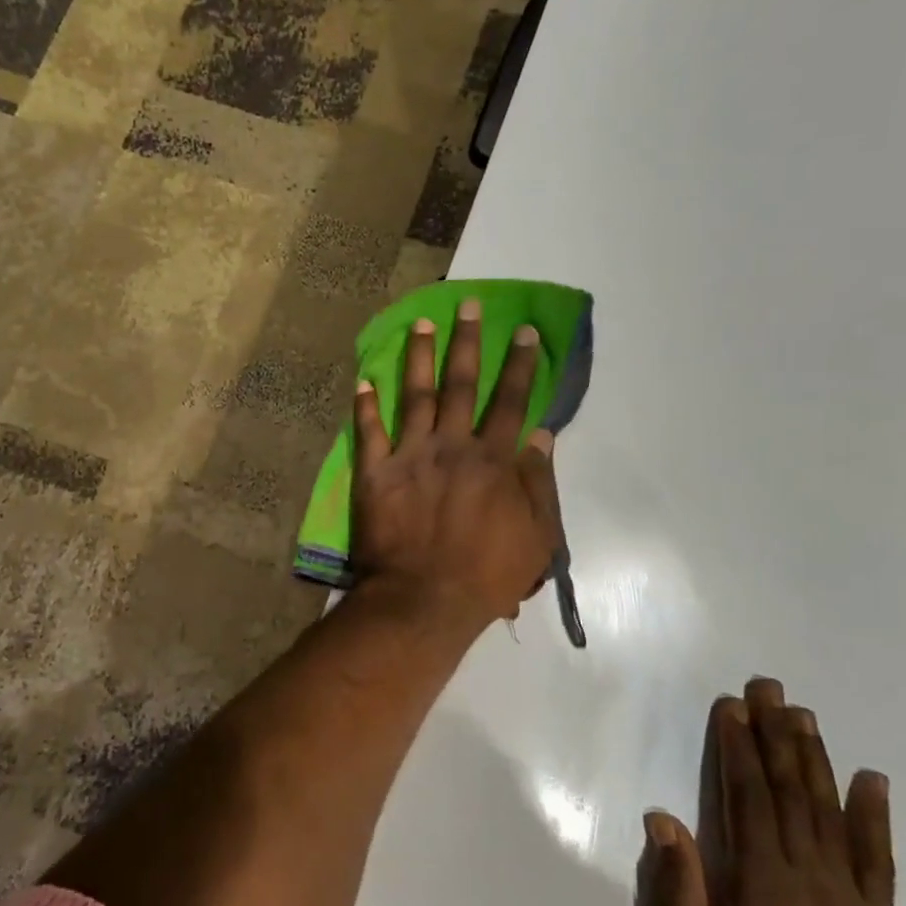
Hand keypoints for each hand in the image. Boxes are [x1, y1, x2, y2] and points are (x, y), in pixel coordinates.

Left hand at [350, 299, 560, 630]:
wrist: (424, 600)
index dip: (518, 365)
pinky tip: (364, 379)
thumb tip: (541, 434)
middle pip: (462, 385)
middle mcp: (452, 446)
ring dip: (418, 356)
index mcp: (493, 460)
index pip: (510, 401)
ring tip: (421, 322)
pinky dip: (365, 405)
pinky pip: (368, 431)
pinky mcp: (375, 473)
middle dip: (468, 342)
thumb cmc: (487, 575)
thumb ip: (539, 482)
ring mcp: (410, 456)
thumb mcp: (536, 536)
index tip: (523, 331)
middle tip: (469, 305)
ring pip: (415, 395)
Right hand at [644, 678, 896, 905]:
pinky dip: (875, 816)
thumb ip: (678, 890)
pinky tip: (873, 779)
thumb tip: (664, 818)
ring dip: (815, 758)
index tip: (732, 706)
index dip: (738, 747)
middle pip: (789, 791)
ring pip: (829, 812)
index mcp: (761, 882)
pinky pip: (878, 858)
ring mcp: (848, 896)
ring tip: (804, 714)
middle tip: (769, 687)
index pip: (747, 797)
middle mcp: (808, 876)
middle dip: (775, 735)